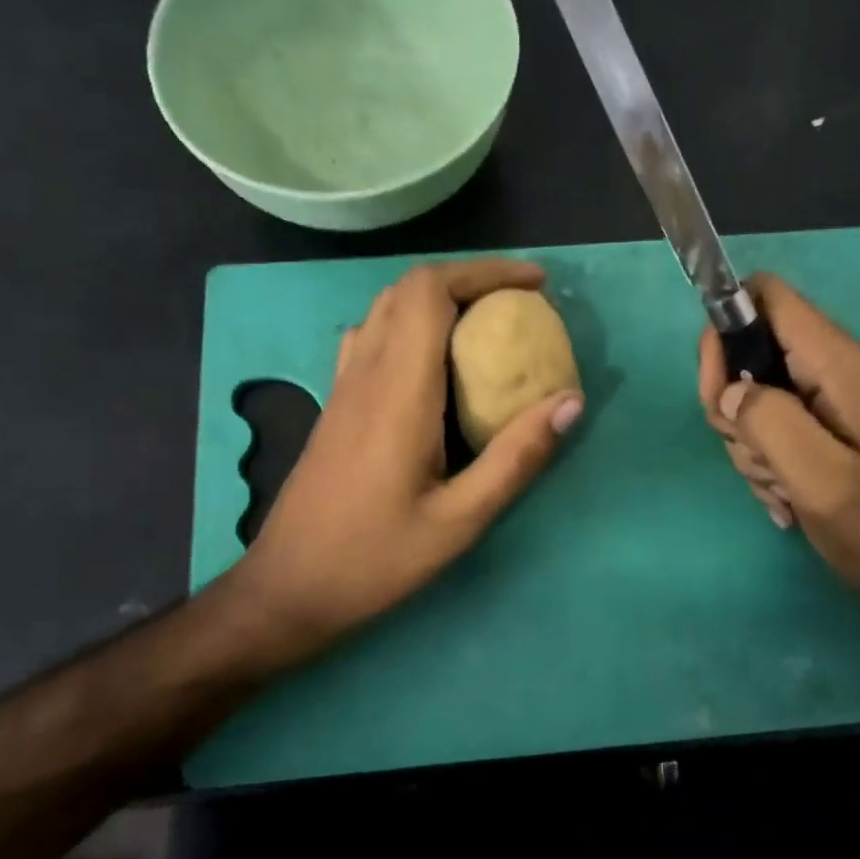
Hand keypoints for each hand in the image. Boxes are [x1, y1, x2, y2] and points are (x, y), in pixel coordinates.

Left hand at [235, 259, 582, 669]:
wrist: (289, 587)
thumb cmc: (375, 558)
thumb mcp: (460, 521)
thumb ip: (516, 458)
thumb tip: (571, 402)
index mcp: (399, 390)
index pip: (431, 291)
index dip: (485, 271)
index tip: (536, 285)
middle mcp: (366, 372)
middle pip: (410, 287)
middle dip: (469, 278)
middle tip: (519, 303)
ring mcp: (345, 385)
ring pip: (388, 308)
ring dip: (439, 297)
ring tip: (486, 323)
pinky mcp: (337, 403)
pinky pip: (374, 335)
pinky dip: (413, 323)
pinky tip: (437, 362)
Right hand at [698, 274, 859, 635]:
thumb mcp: (821, 479)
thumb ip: (769, 423)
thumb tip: (729, 392)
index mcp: (838, 363)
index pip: (766, 296)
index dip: (726, 330)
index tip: (716, 392)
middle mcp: (835, 367)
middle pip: (750, 351)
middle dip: (732, 405)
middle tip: (751, 454)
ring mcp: (832, 398)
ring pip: (754, 396)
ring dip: (750, 444)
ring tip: (780, 487)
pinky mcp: (830, 426)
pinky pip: (773, 426)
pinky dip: (766, 460)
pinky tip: (785, 497)